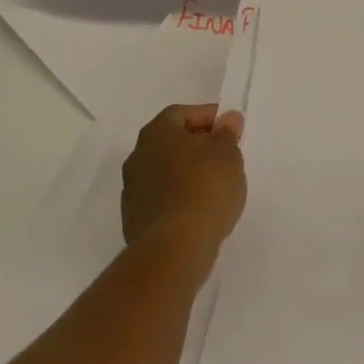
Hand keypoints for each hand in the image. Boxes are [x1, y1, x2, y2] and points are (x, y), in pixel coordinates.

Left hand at [121, 104, 246, 256]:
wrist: (174, 250)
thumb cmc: (204, 188)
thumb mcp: (227, 153)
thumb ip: (227, 133)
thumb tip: (227, 119)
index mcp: (156, 132)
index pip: (183, 113)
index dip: (208, 118)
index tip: (231, 131)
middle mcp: (137, 156)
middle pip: (172, 142)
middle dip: (198, 146)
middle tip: (225, 157)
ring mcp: (132, 191)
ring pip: (166, 173)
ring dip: (188, 175)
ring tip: (216, 188)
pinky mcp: (134, 222)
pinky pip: (162, 200)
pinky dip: (180, 200)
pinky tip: (200, 212)